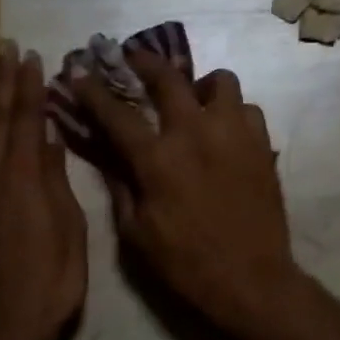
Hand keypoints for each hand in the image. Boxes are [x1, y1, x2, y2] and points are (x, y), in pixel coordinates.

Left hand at [0, 43, 87, 339]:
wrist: (2, 329)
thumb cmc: (51, 281)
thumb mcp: (70, 230)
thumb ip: (56, 182)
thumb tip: (49, 141)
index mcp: (22, 179)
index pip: (26, 120)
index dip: (28, 87)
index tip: (31, 57)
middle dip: (3, 84)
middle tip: (5, 50)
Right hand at [73, 50, 297, 330]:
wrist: (251, 280)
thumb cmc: (186, 263)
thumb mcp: (136, 233)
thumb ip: (121, 186)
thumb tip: (109, 154)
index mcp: (157, 159)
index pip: (116, 113)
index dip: (92, 89)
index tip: (77, 70)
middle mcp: (196, 134)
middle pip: (168, 77)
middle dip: (145, 61)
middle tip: (134, 58)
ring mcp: (234, 134)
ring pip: (220, 81)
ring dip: (200, 85)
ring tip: (194, 100)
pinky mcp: (262, 145)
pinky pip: (247, 109)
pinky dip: (232, 112)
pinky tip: (224, 130)